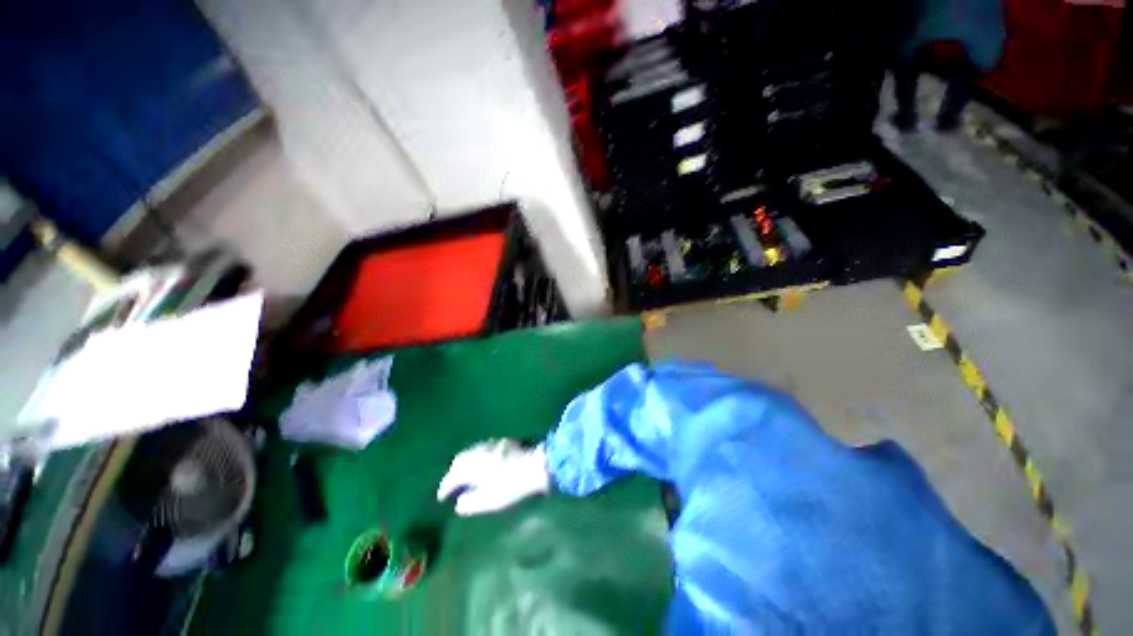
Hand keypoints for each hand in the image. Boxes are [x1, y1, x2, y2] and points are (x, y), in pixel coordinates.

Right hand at [436, 439, 550, 515]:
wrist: (536, 463)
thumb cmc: (511, 485)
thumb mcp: (490, 500)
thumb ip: (471, 503)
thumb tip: (459, 504)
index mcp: (472, 466)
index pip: (452, 476)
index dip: (445, 488)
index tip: (442, 498)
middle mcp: (478, 451)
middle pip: (459, 460)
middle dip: (453, 472)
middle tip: (452, 485)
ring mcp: (490, 444)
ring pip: (471, 452)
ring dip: (465, 463)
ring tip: (466, 475)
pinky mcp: (502, 441)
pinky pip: (482, 448)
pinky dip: (477, 457)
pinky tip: (483, 464)